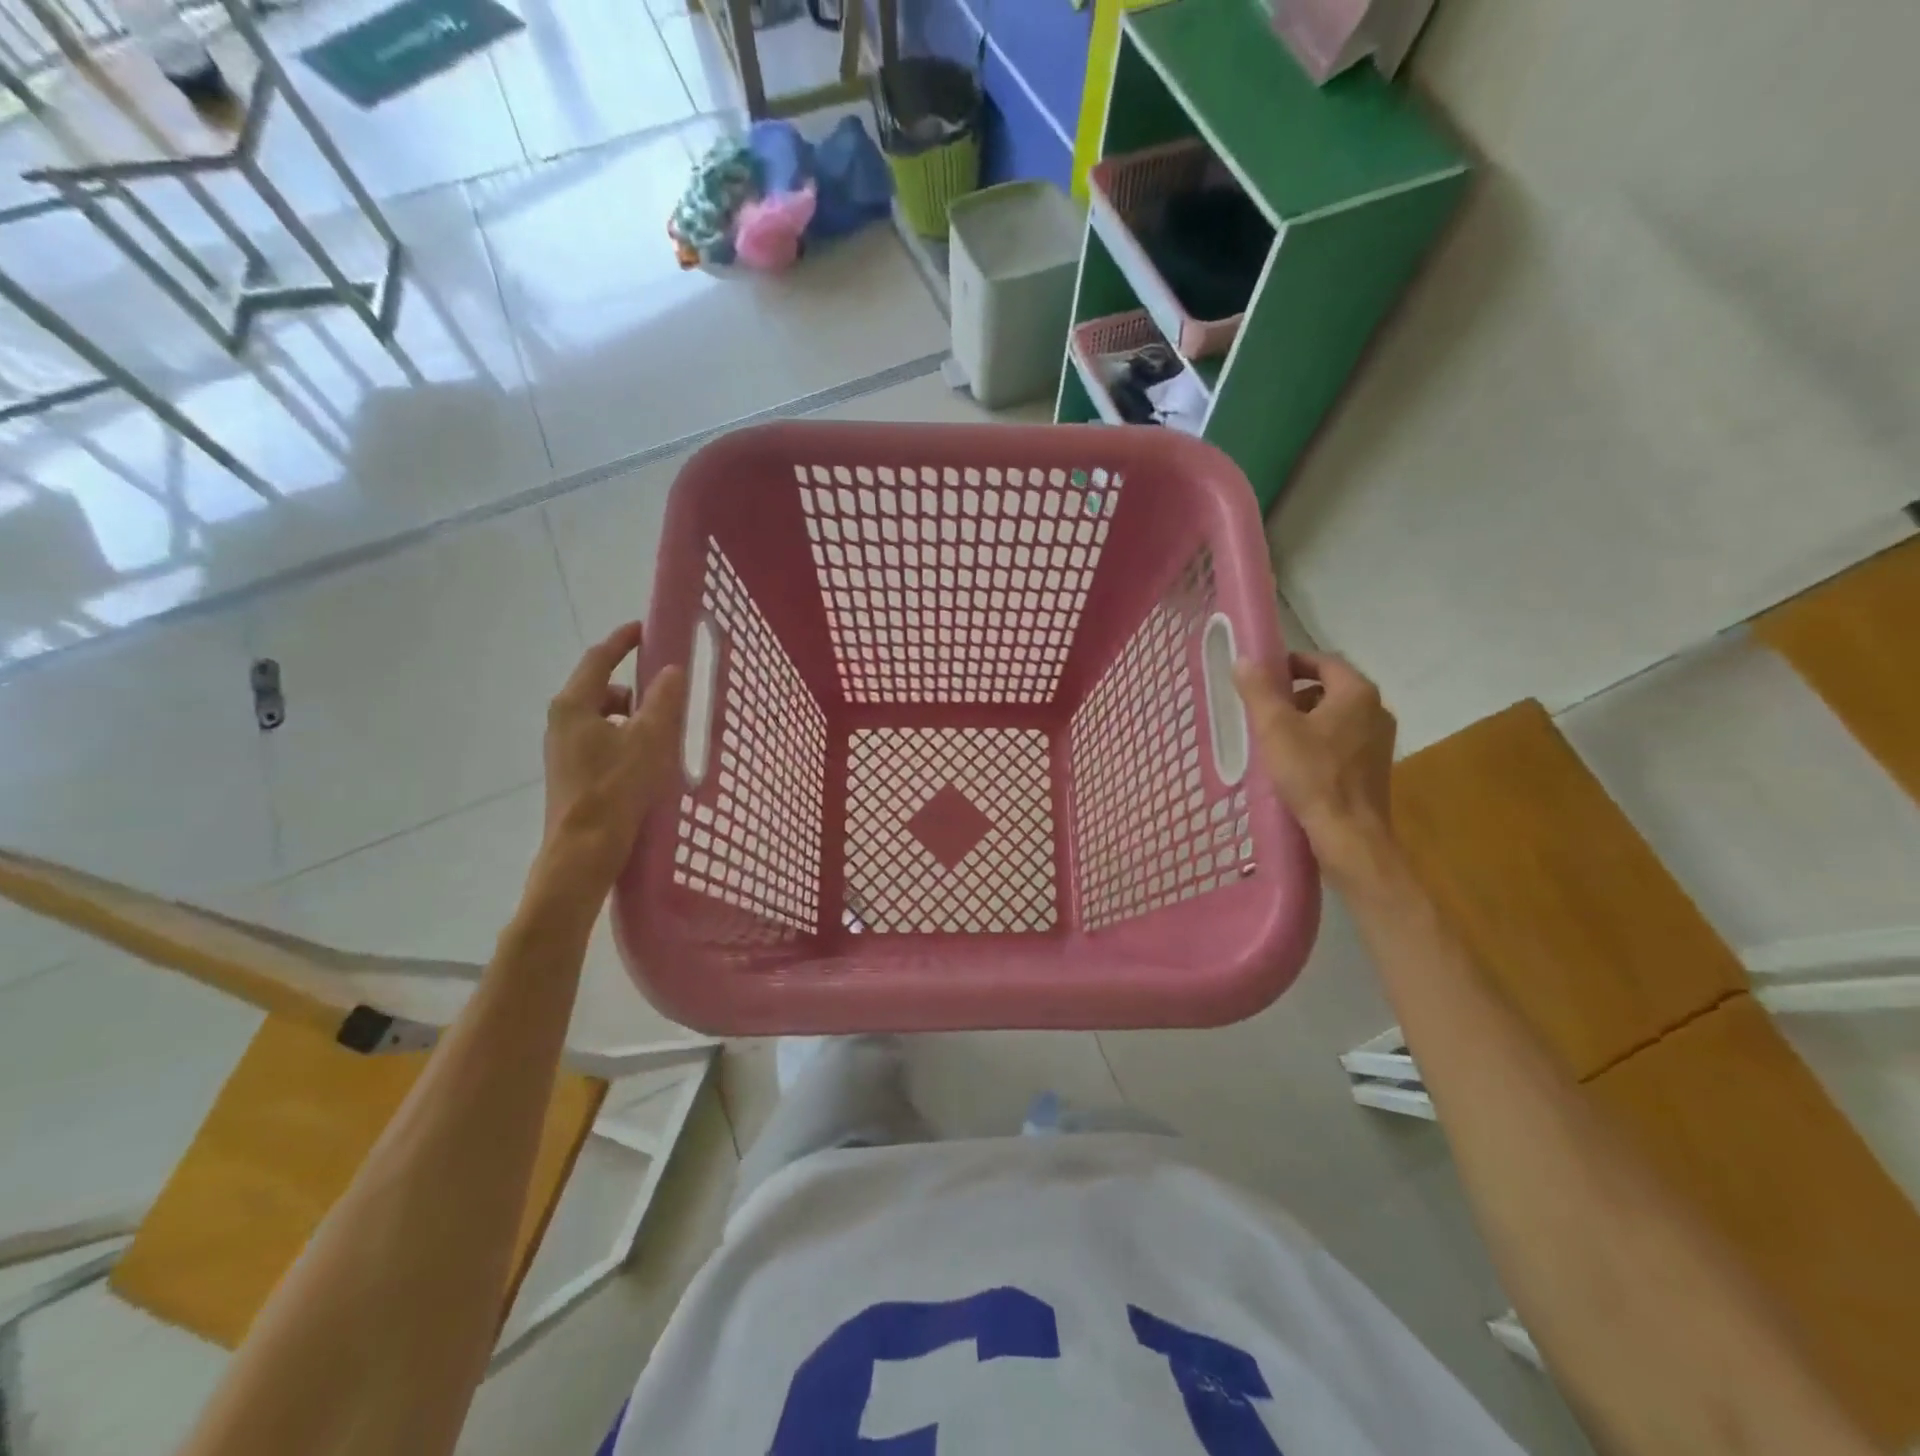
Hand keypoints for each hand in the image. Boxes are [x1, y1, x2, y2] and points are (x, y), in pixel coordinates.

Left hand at [537, 622, 686, 899]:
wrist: (583, 851)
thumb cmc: (615, 789)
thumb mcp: (648, 740)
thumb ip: (662, 701)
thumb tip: (672, 669)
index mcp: (574, 705)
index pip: (599, 659)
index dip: (623, 641)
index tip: (645, 628)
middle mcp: (562, 721)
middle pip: (599, 687)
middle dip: (633, 684)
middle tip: (667, 689)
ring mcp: (564, 748)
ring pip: (602, 716)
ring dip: (631, 714)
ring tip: (663, 728)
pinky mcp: (573, 771)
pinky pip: (602, 738)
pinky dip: (624, 736)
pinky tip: (648, 757)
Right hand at [1234, 652, 1396, 871]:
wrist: (1349, 833)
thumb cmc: (1311, 774)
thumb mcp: (1275, 728)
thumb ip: (1258, 690)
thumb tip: (1244, 660)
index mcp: (1356, 693)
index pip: (1323, 661)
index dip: (1291, 663)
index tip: (1264, 675)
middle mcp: (1376, 710)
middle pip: (1330, 688)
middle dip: (1295, 694)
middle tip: (1264, 709)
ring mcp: (1379, 740)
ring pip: (1336, 716)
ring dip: (1306, 719)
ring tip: (1275, 738)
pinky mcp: (1375, 766)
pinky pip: (1343, 740)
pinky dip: (1319, 741)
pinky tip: (1296, 762)